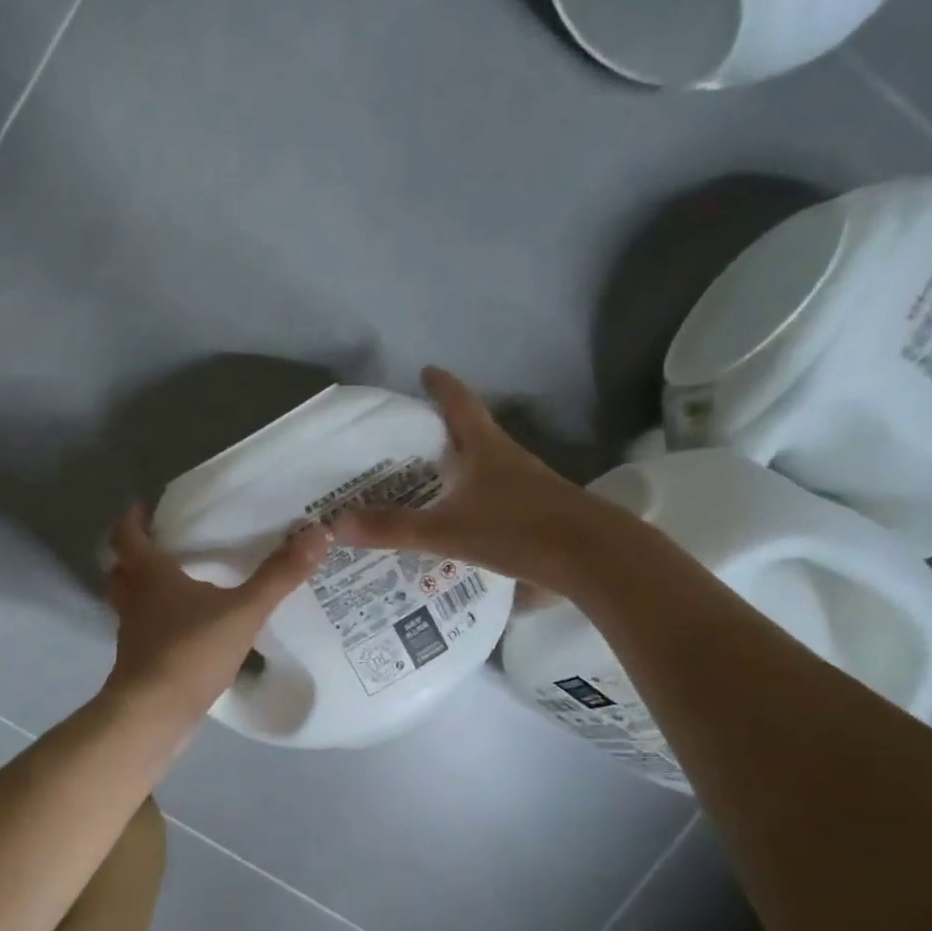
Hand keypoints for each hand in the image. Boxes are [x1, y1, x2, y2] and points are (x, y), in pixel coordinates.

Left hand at [103, 504, 330, 721]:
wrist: (154, 713)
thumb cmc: (191, 651)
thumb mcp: (243, 612)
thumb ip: (278, 577)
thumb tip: (317, 535)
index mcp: (150, 576)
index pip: (127, 536)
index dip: (131, 519)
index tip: (141, 506)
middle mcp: (134, 600)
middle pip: (120, 570)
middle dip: (132, 556)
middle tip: (159, 546)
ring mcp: (132, 633)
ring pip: (128, 602)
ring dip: (141, 590)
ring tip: (173, 586)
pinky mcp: (138, 663)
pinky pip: (142, 632)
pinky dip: (155, 624)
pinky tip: (183, 630)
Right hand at [332, 367, 621, 593]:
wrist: (595, 559)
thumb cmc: (520, 531)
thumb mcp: (449, 530)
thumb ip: (395, 528)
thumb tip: (336, 523)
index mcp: (487, 450)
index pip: (460, 405)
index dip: (442, 387)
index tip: (426, 371)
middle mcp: (509, 461)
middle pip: (474, 436)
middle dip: (444, 433)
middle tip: (410, 441)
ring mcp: (529, 488)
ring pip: (487, 470)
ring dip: (461, 471)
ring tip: (428, 485)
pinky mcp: (539, 516)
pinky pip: (497, 501)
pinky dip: (474, 503)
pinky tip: (460, 526)